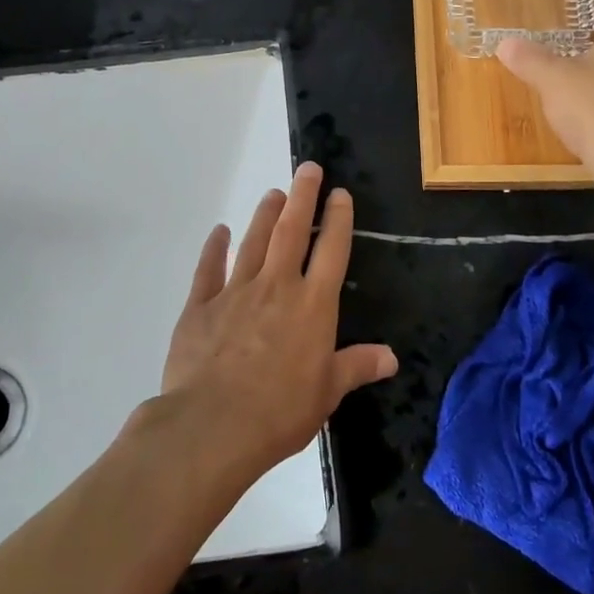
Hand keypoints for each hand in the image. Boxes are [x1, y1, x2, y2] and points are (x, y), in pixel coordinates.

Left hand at [159, 162, 397, 473]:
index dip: (338, 218)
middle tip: (307, 168)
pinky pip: (208, 269)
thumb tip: (392, 356)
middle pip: (291, 231)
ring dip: (264, 215)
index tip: (340, 193)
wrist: (213, 426)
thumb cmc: (280, 411)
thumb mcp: (328, 392)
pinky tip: (219, 232)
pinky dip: (214, 248)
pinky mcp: (201, 307)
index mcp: (313, 305)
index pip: (331, 250)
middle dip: (302, 196)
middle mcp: (277, 287)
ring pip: (253, 242)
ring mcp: (235, 292)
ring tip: (273, 193)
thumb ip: (357, 366)